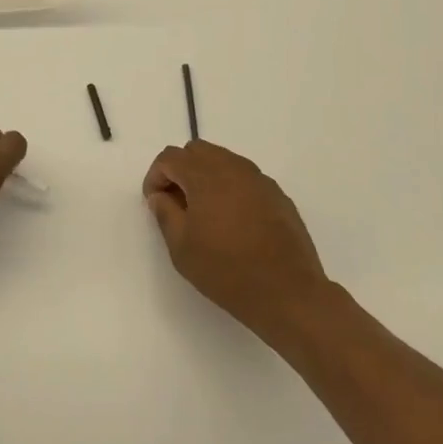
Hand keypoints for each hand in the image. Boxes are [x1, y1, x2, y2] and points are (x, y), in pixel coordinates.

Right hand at [143, 140, 329, 349]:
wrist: (287, 293)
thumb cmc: (226, 270)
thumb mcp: (181, 247)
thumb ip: (165, 213)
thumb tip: (160, 196)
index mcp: (205, 175)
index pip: (170, 157)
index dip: (155, 176)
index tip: (155, 202)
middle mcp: (233, 167)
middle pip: (197, 151)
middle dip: (180, 170)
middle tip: (177, 203)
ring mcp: (259, 179)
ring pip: (223, 160)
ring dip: (206, 176)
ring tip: (205, 212)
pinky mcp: (277, 195)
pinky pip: (245, 178)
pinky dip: (230, 187)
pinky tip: (233, 221)